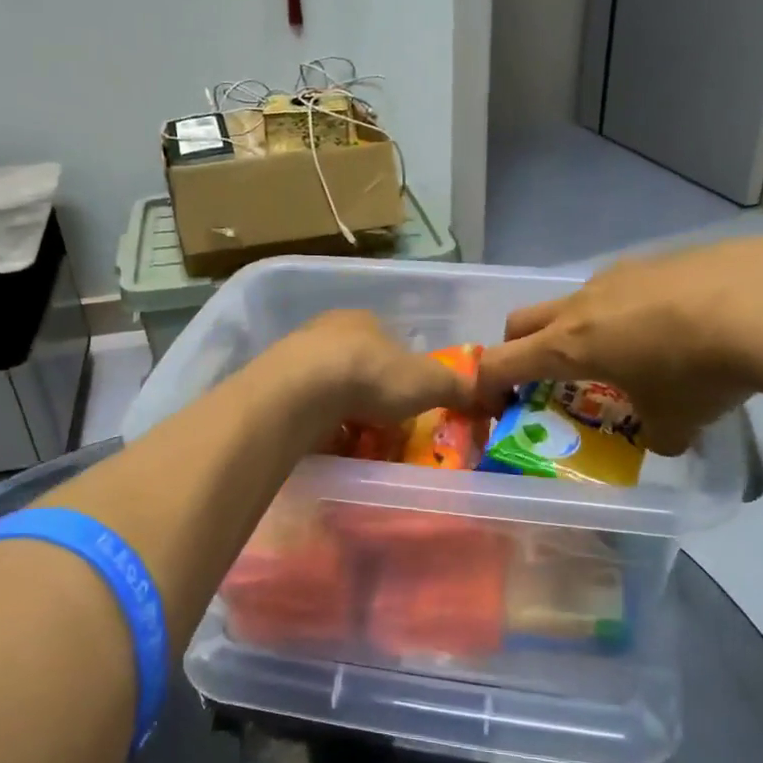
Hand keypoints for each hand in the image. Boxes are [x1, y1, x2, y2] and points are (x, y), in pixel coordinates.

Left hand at [268, 310, 475, 428]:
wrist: (303, 391)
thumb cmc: (372, 376)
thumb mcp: (430, 381)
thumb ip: (459, 386)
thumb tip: (489, 393)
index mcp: (365, 320)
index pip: (390, 343)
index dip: (402, 373)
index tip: (408, 401)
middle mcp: (327, 330)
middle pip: (357, 364)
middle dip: (369, 393)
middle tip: (382, 425)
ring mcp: (295, 356)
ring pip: (327, 385)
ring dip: (340, 409)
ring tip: (353, 439)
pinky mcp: (273, 384)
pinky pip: (302, 406)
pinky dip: (315, 423)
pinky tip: (324, 442)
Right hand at [476, 235, 762, 453]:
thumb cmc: (699, 370)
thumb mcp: (677, 421)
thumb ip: (657, 434)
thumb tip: (664, 438)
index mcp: (568, 345)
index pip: (501, 363)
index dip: (485, 386)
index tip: (492, 407)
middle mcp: (583, 303)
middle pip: (522, 321)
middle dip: (521, 349)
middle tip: (545, 378)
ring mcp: (621, 274)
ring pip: (576, 299)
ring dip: (580, 327)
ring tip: (624, 352)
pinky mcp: (661, 258)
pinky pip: (626, 286)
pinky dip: (631, 310)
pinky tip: (676, 326)